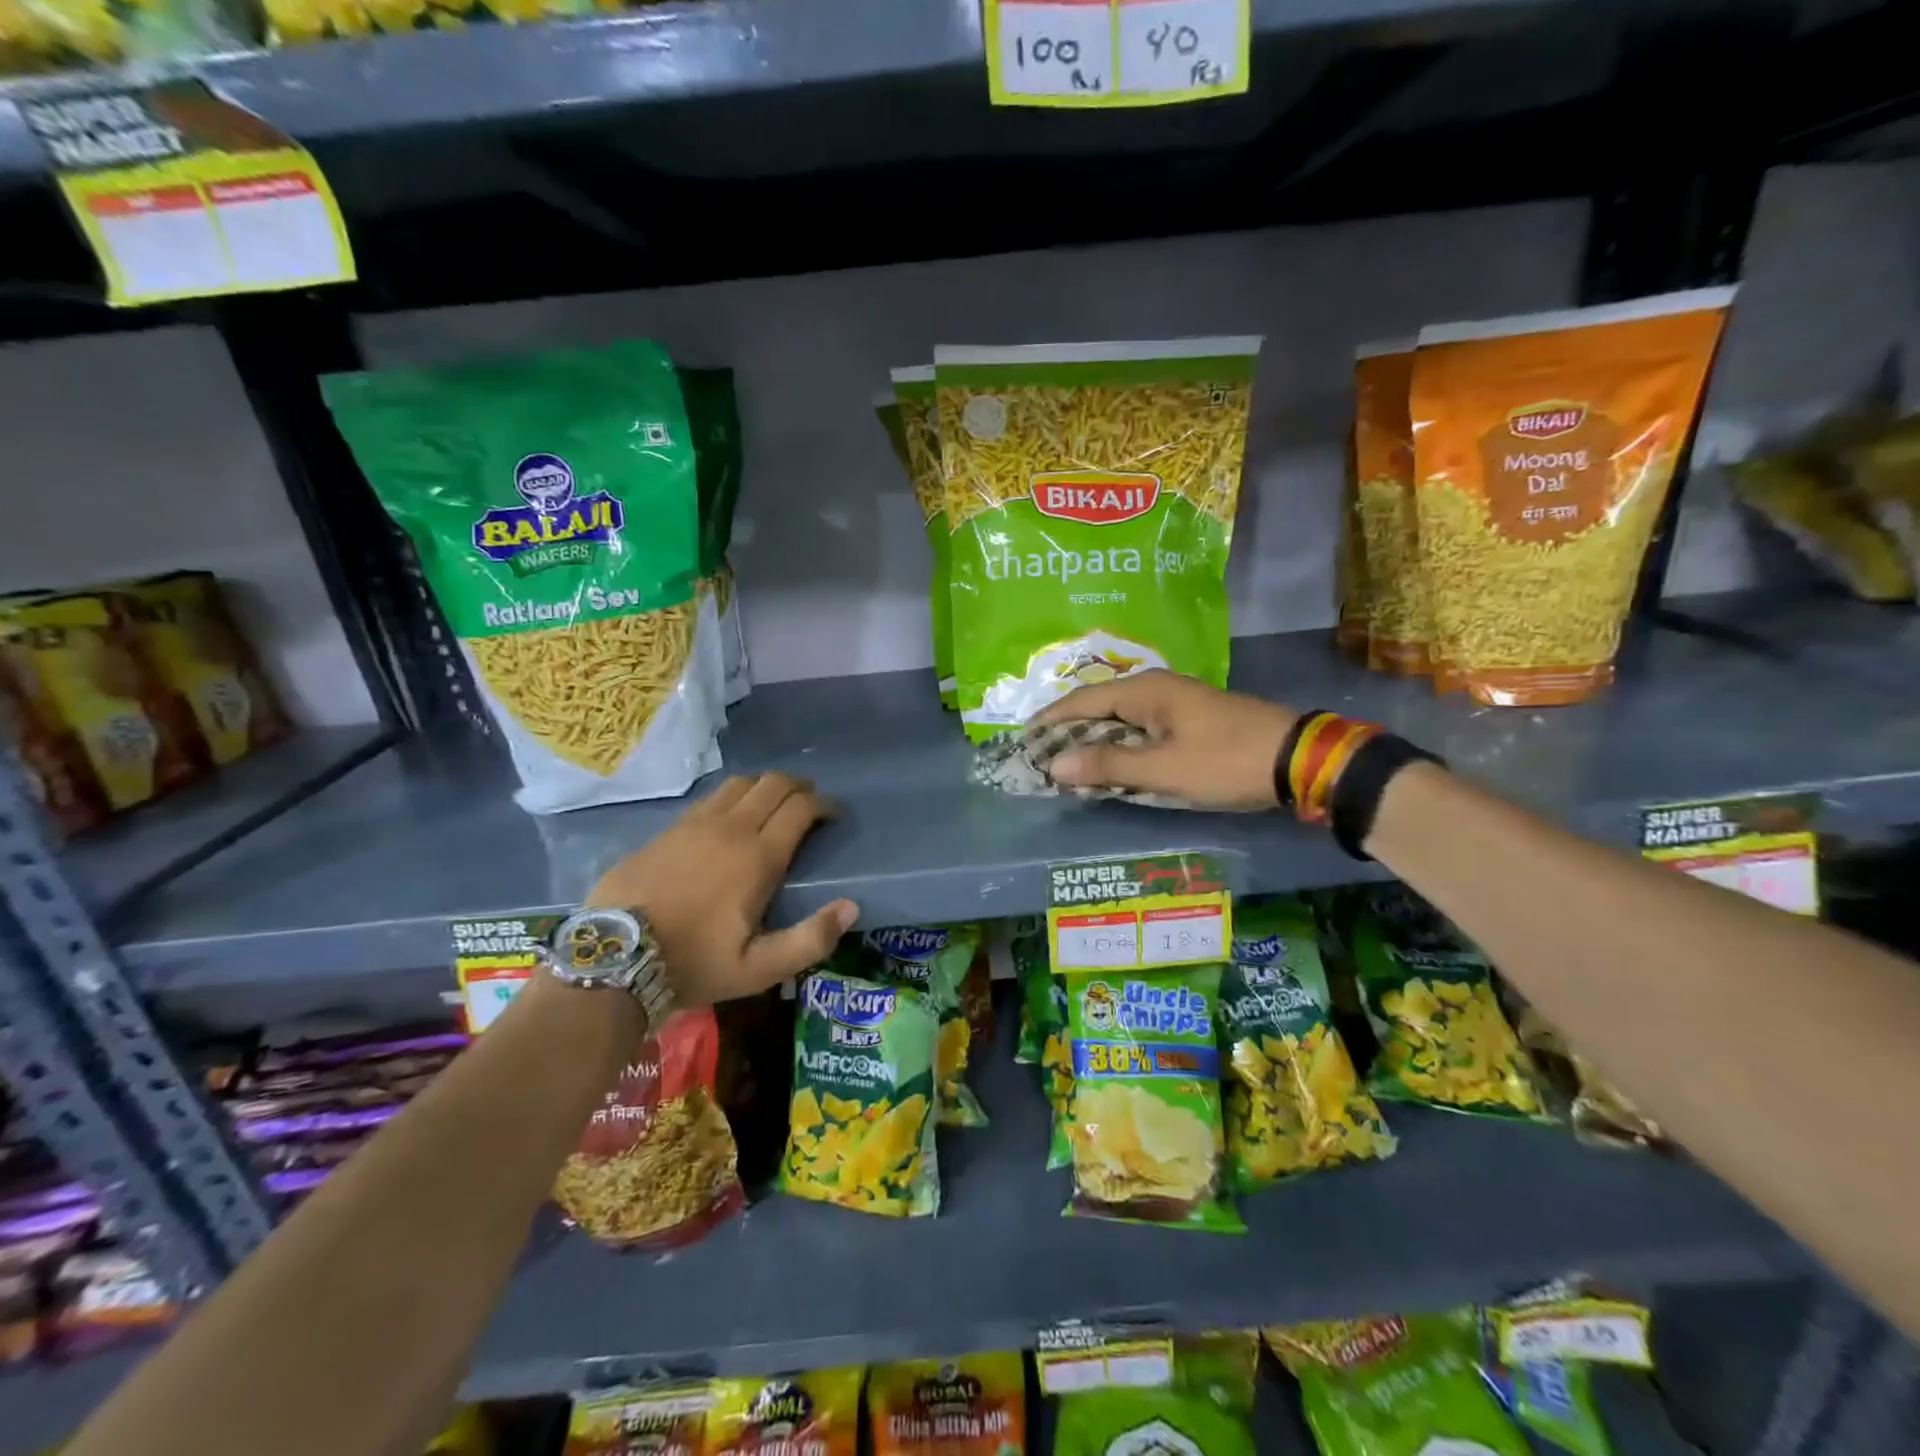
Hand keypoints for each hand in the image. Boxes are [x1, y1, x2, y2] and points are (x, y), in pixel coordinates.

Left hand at [587, 772, 857, 1006]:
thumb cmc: (693, 963)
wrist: (613, 958)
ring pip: (741, 783)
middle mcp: (731, 828)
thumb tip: (852, 907)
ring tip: (773, 806)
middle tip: (810, 804)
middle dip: (800, 786)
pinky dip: (733, 797)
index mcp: (758, 856)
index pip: (801, 808)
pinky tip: (730, 818)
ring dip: (765, 787)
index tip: (835, 815)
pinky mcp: (669, 828)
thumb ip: (810, 940)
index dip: (824, 804)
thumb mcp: (758, 969)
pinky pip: (711, 797)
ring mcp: (695, 823)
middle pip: (774, 783)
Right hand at [1035, 670, 1298, 809]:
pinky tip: (1113, 764)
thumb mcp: (1163, 769)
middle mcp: (1156, 688)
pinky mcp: (1190, 720)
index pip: (1082, 700)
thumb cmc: (1225, 761)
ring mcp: (1176, 702)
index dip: (1050, 720)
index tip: (1022, 739)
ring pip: (1120, 718)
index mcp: (1145, 691)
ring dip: (1094, 740)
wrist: (1299, 760)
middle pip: (1099, 706)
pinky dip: (1120, 745)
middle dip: (1069, 730)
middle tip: (1041, 755)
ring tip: (1068, 763)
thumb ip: (1108, 766)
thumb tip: (1054, 766)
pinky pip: (1141, 728)